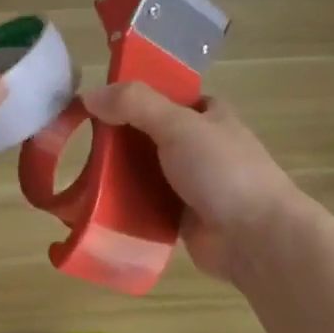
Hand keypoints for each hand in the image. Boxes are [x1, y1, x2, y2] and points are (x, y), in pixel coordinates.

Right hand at [83, 82, 309, 282]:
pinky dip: (123, 205)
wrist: (256, 238)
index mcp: (207, 115)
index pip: (164, 95)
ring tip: (78, 176)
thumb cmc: (223, 171)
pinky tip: (93, 206)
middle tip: (78, 142)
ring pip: (143, 171)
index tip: (95, 103)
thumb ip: (135, 105)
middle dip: (116, 139)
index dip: (132, 96)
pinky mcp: (179, 217)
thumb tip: (89, 94)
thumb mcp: (178, 125)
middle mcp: (199, 146)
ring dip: (116, 175)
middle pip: (147, 134)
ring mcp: (190, 183)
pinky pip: (144, 205)